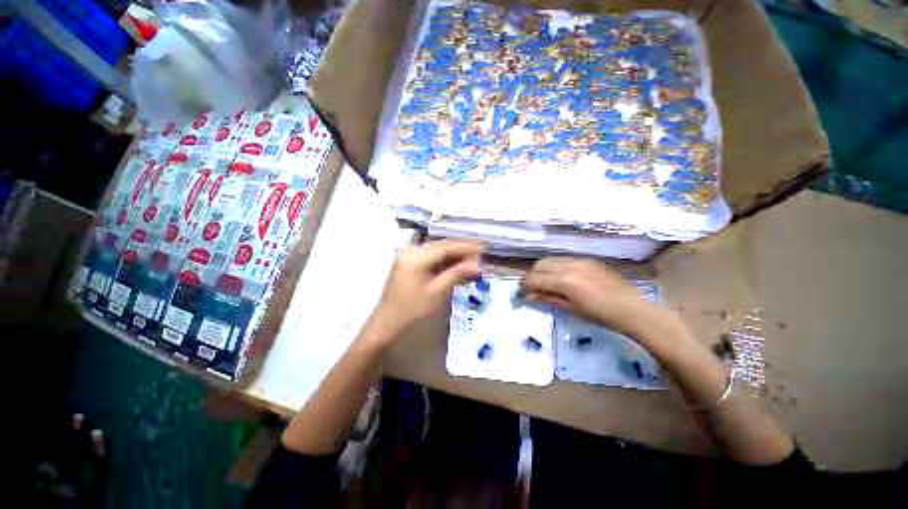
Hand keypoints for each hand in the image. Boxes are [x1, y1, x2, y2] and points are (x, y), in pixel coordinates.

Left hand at [371, 240, 482, 339]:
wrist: (387, 323)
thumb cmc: (411, 310)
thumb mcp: (437, 292)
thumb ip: (457, 274)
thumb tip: (478, 265)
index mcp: (416, 256)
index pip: (446, 247)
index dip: (465, 247)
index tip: (482, 247)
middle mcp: (411, 251)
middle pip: (441, 246)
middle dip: (461, 251)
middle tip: (480, 256)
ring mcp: (409, 256)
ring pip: (437, 251)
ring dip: (454, 256)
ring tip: (472, 261)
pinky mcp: (409, 263)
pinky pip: (431, 257)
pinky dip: (444, 261)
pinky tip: (456, 266)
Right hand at [522, 257, 666, 337]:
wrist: (631, 309)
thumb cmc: (600, 315)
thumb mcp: (571, 309)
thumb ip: (547, 298)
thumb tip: (528, 296)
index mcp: (564, 281)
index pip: (533, 278)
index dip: (525, 285)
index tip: (525, 293)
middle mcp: (569, 265)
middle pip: (539, 264)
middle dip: (534, 276)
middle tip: (537, 289)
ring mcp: (579, 260)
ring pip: (551, 259)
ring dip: (545, 270)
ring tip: (550, 283)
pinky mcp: (588, 259)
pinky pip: (564, 259)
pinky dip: (558, 267)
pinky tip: (566, 278)